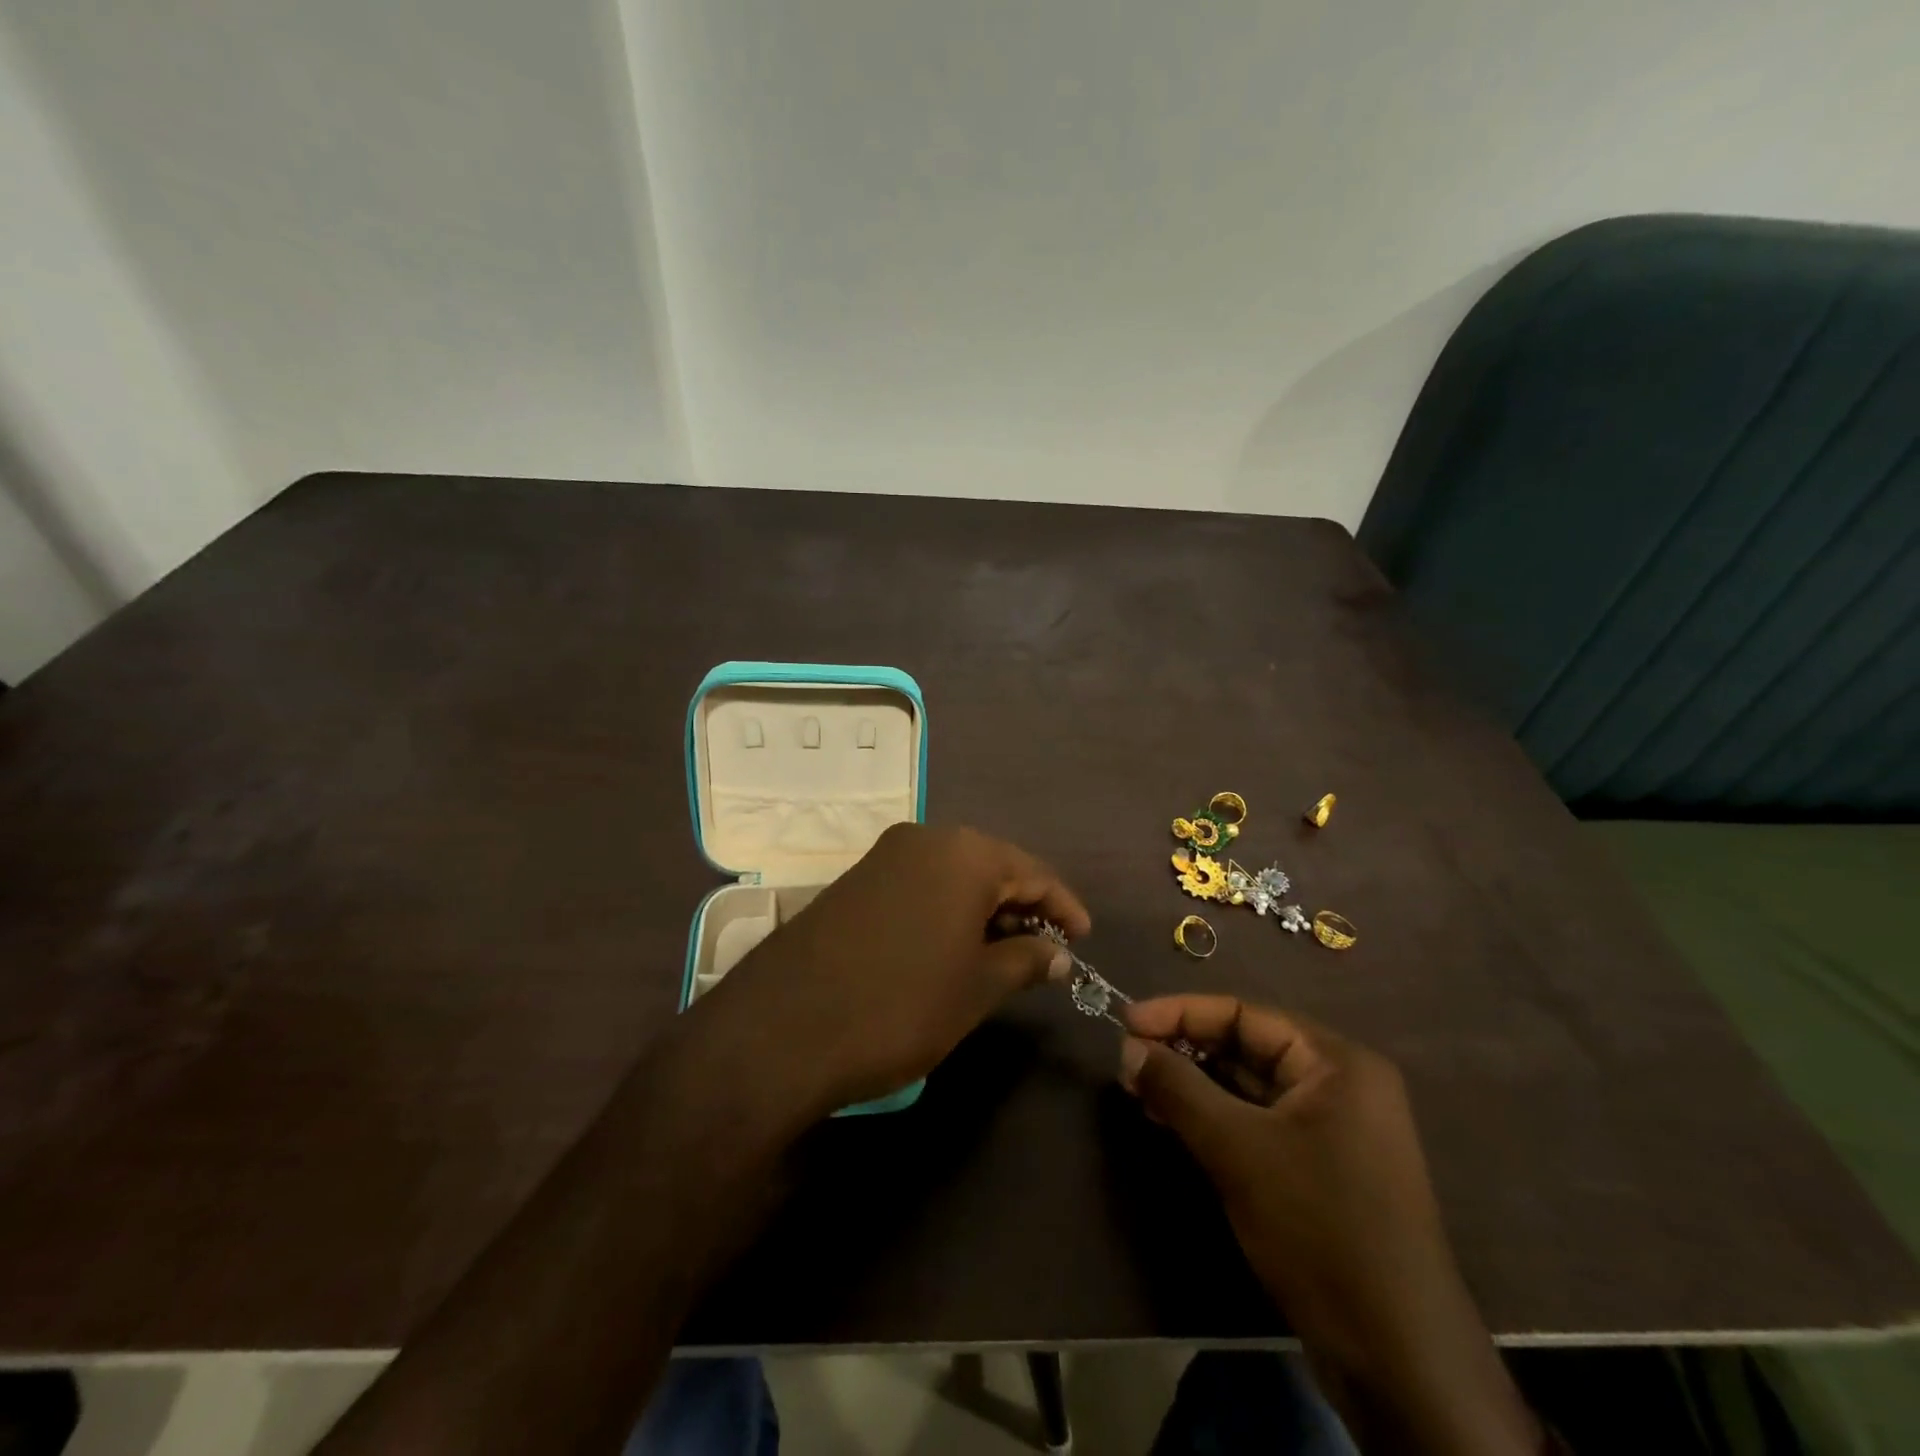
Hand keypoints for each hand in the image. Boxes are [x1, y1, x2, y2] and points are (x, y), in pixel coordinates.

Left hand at [696, 824, 1089, 1115]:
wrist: (781, 1028)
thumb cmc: (900, 1005)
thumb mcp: (976, 988)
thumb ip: (1025, 960)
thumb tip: (1058, 952)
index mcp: (964, 853)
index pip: (1033, 872)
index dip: (1064, 907)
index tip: (1084, 940)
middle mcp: (924, 838)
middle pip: (991, 866)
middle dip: (1022, 906)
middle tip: (1045, 951)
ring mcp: (883, 856)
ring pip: (952, 875)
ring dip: (982, 909)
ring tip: (1003, 953)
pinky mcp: (853, 880)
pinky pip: (918, 884)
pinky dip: (945, 910)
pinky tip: (950, 947)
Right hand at [1119, 997, 1540, 1455]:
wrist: (1397, 1357)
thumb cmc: (1319, 1228)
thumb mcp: (1237, 1150)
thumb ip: (1178, 1089)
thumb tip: (1127, 1050)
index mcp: (1336, 1062)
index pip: (1244, 1014)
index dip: (1180, 1013)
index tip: (1125, 1022)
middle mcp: (1339, 1084)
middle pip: (1246, 1046)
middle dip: (1184, 1050)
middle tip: (1127, 1061)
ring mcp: (1333, 1128)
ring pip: (1248, 1086)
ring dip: (1193, 1084)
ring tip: (1138, 1090)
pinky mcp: (1320, 1167)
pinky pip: (1257, 1122)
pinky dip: (1214, 1117)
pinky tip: (1171, 1121)